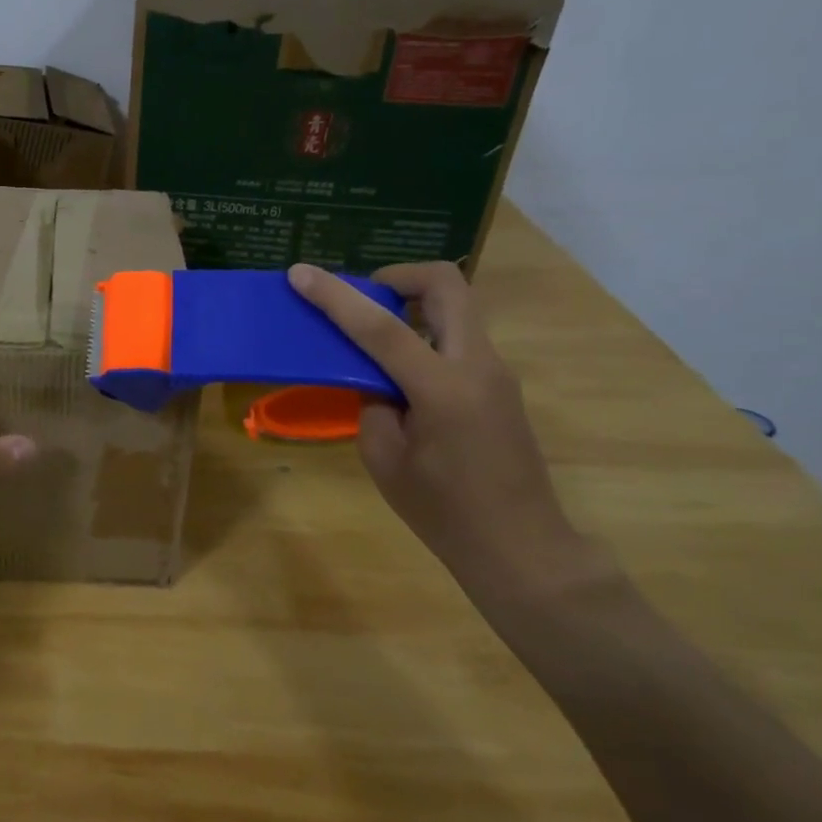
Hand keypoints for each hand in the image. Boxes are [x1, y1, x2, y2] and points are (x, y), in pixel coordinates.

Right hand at [287, 261, 601, 599]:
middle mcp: (477, 365)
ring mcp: (495, 371)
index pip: (382, 327)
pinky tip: (397, 370)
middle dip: (397, 276)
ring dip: (411, 304)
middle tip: (362, 299)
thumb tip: (374, 378)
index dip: (336, 296)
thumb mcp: (384, 458)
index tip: (300, 273)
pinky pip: (457, 336)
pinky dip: (422, 332)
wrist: (521, 548)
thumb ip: (372, 403)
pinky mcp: (498, 383)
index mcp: (443, 388)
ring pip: (455, 306)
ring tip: (372, 336)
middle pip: (445, 284)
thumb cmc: (444, 511)